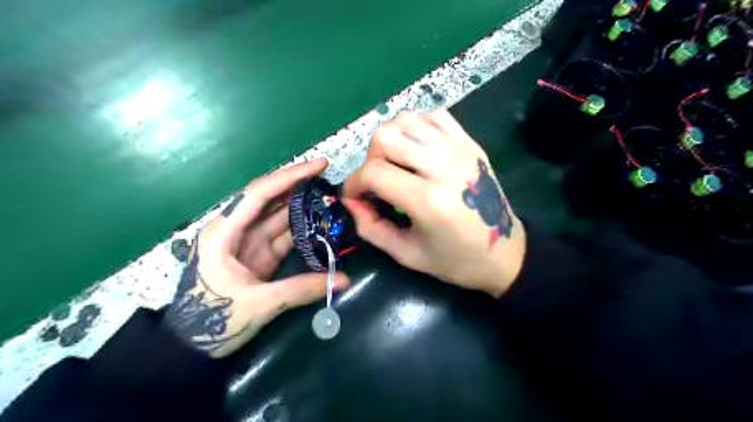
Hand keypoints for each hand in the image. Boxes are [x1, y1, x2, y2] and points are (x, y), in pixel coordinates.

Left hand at [166, 160, 349, 356]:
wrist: (190, 348)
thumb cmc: (213, 321)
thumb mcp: (259, 304)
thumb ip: (302, 289)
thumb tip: (344, 280)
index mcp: (225, 232)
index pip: (260, 193)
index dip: (291, 176)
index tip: (319, 165)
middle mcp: (236, 230)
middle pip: (271, 200)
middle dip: (299, 186)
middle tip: (330, 179)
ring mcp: (248, 244)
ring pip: (279, 217)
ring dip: (303, 207)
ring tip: (331, 199)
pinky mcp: (258, 257)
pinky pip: (283, 236)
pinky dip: (302, 230)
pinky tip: (321, 225)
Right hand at [342, 111, 524, 298]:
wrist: (505, 252)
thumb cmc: (456, 261)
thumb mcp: (407, 255)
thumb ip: (371, 228)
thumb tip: (350, 201)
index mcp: (429, 200)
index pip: (374, 172)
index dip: (353, 184)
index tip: (353, 197)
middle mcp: (443, 165)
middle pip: (385, 136)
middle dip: (370, 159)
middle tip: (376, 182)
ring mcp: (459, 148)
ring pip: (406, 119)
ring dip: (390, 140)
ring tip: (395, 164)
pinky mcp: (470, 142)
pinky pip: (433, 116)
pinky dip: (416, 127)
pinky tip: (417, 150)